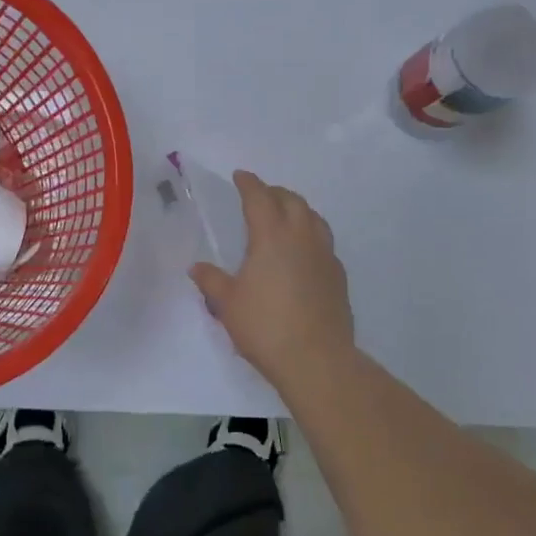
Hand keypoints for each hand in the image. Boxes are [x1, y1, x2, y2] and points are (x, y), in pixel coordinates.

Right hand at [189, 170, 355, 389]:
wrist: (316, 359)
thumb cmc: (265, 326)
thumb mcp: (228, 304)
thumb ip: (212, 281)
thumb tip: (197, 267)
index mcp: (271, 236)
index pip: (259, 198)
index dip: (249, 183)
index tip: (240, 176)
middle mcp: (301, 237)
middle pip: (291, 201)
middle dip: (274, 192)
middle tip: (260, 196)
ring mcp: (325, 255)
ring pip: (314, 218)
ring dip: (298, 209)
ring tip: (285, 216)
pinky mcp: (338, 276)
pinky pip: (324, 242)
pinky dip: (311, 235)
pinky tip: (303, 252)